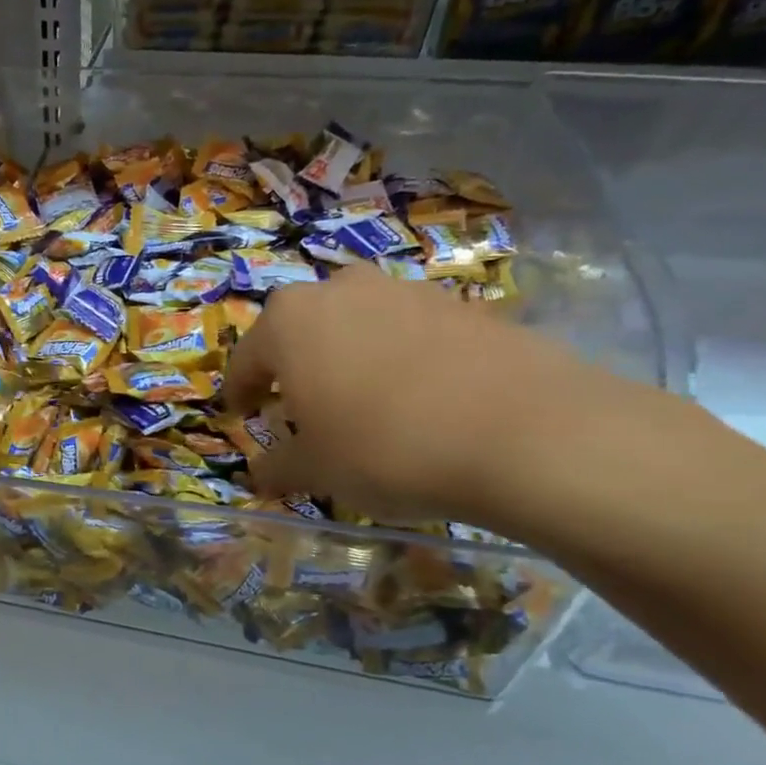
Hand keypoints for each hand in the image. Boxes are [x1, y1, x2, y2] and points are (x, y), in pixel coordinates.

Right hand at [221, 264, 636, 525]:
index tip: (239, 415)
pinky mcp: (462, 305)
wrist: (526, 433)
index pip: (247, 359)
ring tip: (361, 405)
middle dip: (294, 368)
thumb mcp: (315, 470)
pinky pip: (408, 333)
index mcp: (289, 321)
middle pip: (301, 331)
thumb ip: (277, 467)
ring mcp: (405, 291)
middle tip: (299, 409)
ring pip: (356, 326)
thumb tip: (260, 474)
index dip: (239, 393)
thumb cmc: (385, 447)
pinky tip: (418, 402)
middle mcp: (340, 290)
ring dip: (347, 359)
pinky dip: (398, 361)